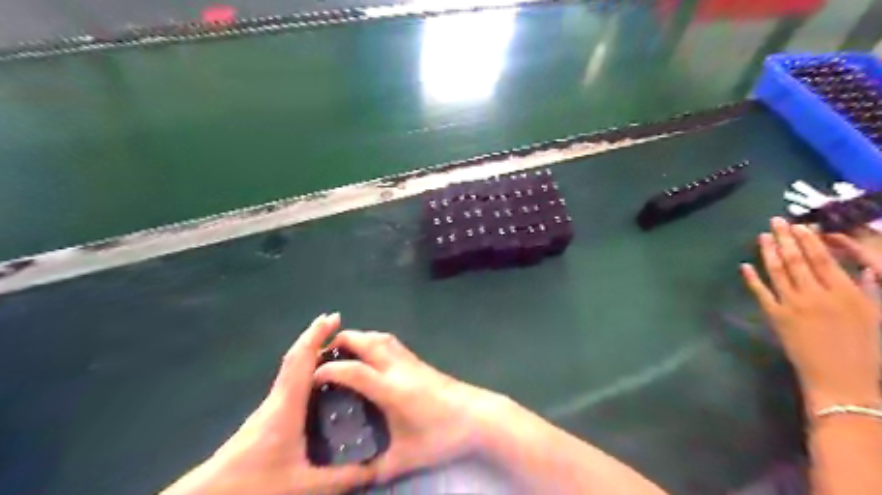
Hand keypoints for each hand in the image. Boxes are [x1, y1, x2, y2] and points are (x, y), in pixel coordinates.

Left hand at [163, 314, 373, 494]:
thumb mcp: (302, 485)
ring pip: (290, 366)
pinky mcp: (267, 413)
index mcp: (287, 405)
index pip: (302, 360)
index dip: (316, 335)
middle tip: (336, 321)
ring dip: (308, 348)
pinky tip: (314, 374)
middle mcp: (278, 397)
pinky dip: (303, 363)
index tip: (333, 317)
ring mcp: (270, 404)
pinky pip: (289, 378)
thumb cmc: (254, 485)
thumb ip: (341, 479)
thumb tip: (375, 469)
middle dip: (314, 334)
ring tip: (331, 342)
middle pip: (295, 356)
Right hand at [316, 329, 509, 483]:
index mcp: (391, 389)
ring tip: (344, 352)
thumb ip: (377, 468)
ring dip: (359, 338)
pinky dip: (374, 341)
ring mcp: (410, 360)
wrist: (478, 416)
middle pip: (365, 341)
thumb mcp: (406, 457)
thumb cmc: (442, 435)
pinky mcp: (419, 361)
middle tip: (324, 357)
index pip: (353, 370)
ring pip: (380, 337)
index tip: (311, 377)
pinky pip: (391, 342)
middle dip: (340, 343)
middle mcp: (398, 368)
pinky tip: (372, 354)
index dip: (328, 370)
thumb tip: (356, 476)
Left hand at [739, 218, 878, 411]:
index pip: (822, 259)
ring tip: (763, 236)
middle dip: (785, 238)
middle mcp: (816, 294)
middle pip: (797, 260)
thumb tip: (865, 268)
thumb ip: (867, 289)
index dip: (808, 240)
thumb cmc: (866, 350)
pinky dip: (752, 278)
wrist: (841, 380)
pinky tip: (745, 266)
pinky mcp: (775, 317)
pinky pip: (760, 293)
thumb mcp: (876, 316)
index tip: (798, 226)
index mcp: (844, 292)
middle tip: (775, 220)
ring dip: (769, 252)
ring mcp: (792, 305)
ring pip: (778, 272)